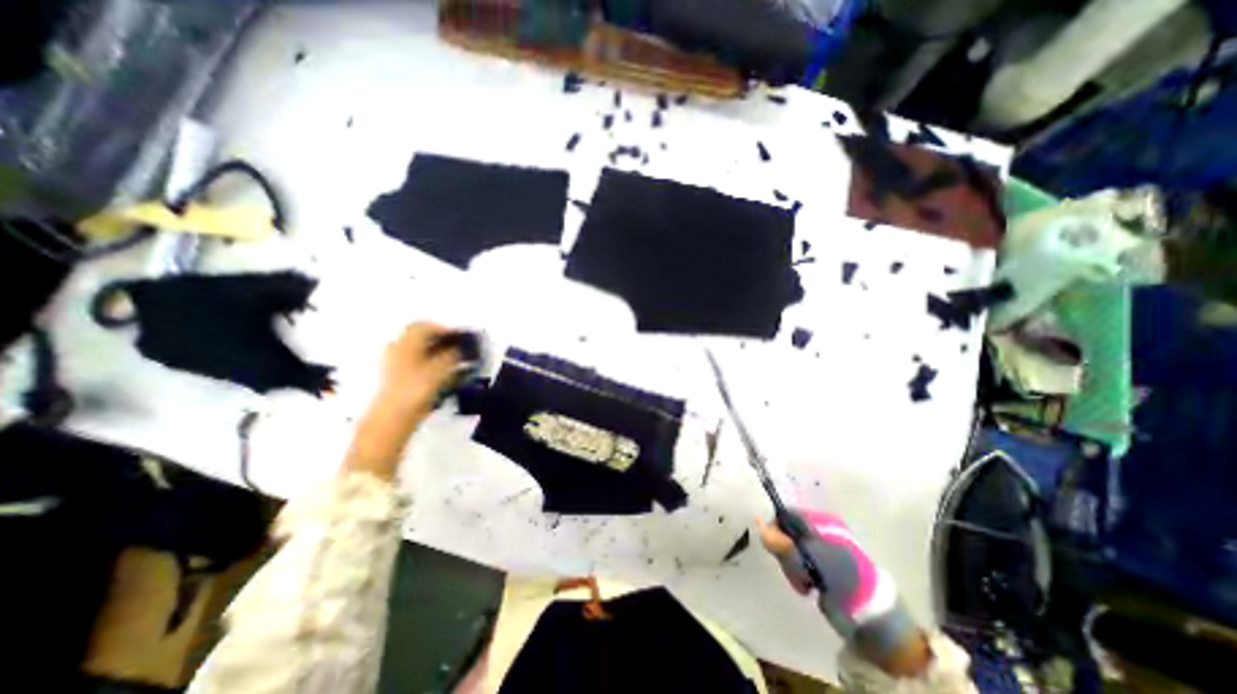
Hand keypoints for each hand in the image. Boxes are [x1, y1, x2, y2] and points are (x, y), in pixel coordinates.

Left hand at [343, 323, 464, 479]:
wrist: (390, 420)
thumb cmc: (415, 389)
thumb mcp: (440, 370)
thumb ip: (452, 356)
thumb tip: (461, 349)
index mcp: (405, 343)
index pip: (423, 326)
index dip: (443, 329)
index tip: (459, 338)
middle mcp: (396, 350)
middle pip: (419, 338)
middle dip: (439, 341)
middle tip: (457, 350)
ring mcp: (392, 366)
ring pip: (416, 353)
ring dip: (434, 354)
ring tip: (452, 365)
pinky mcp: (393, 381)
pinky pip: (413, 366)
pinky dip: (428, 366)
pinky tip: (440, 377)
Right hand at [760, 510, 932, 678]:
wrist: (875, 616)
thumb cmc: (844, 579)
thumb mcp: (813, 559)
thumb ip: (785, 543)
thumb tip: (758, 524)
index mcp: (821, 522)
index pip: (787, 514)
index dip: (776, 528)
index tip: (775, 548)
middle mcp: (819, 531)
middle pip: (786, 531)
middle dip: (786, 552)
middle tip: (797, 571)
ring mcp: (820, 549)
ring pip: (790, 549)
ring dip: (792, 566)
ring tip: (806, 583)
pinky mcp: (820, 566)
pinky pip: (798, 562)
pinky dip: (798, 573)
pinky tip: (808, 585)